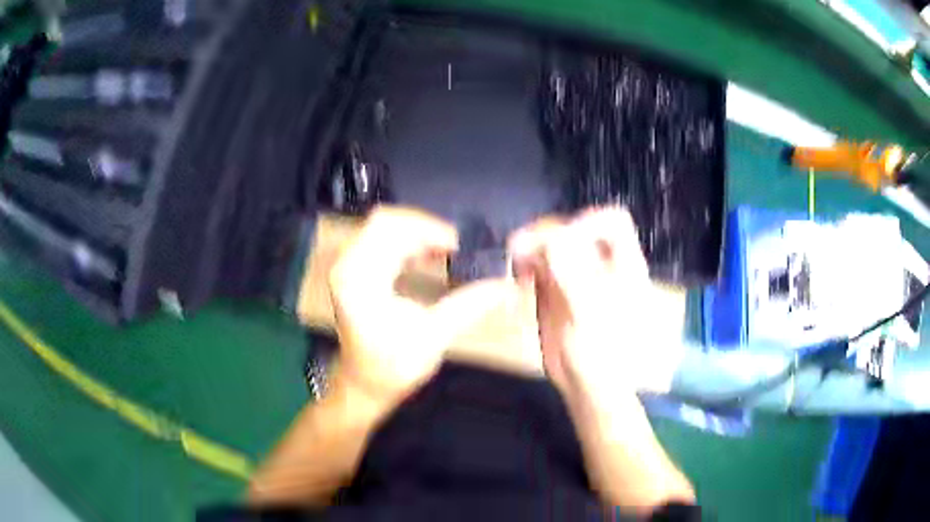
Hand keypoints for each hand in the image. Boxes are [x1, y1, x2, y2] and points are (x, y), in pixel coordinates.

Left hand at [329, 205, 510, 406]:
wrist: (363, 386)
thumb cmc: (391, 368)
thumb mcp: (433, 337)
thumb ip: (469, 305)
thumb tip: (506, 284)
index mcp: (360, 278)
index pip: (390, 228)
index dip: (428, 229)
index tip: (460, 246)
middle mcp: (349, 264)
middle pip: (386, 221)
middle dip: (425, 228)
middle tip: (456, 246)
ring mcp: (350, 266)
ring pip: (385, 228)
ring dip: (418, 234)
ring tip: (449, 249)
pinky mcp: (356, 271)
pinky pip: (382, 241)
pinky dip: (409, 242)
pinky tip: (430, 255)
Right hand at [509, 207, 674, 398]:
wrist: (587, 387)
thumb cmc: (601, 358)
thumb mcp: (591, 317)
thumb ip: (575, 276)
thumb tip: (554, 238)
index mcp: (624, 266)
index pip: (612, 223)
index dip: (586, 222)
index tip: (558, 240)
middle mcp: (601, 265)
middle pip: (576, 228)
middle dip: (549, 233)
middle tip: (522, 249)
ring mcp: (578, 276)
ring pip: (555, 243)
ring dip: (533, 246)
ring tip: (516, 261)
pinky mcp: (557, 290)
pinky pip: (540, 264)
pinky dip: (527, 264)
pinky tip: (519, 277)